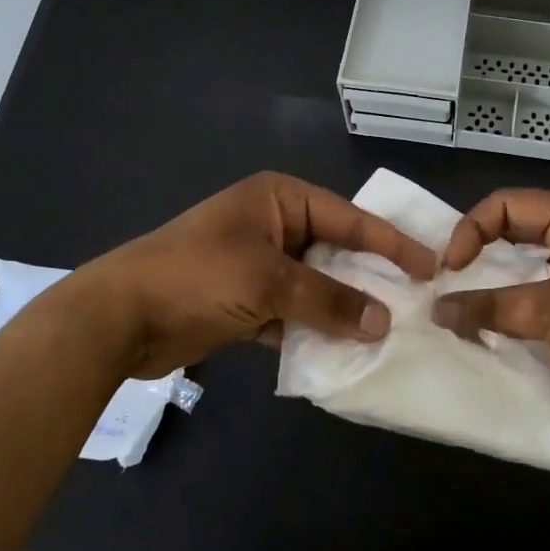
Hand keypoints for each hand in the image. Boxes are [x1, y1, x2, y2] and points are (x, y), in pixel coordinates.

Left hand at [84, 172, 436, 376]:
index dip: (392, 244)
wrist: (118, 319)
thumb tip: (383, 322)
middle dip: (371, 279)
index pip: (351, 218)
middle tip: (417, 303)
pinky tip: (344, 351)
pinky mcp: (248, 300)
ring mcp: (260, 264)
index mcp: (280, 199)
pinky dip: (315, 329)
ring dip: (345, 309)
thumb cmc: (197, 278)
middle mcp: (274, 225)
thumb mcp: (269, 282)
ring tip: (389, 332)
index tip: (431, 267)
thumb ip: (330, 300)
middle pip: (337, 251)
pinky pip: (295, 312)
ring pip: (318, 285)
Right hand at [432, 189, 549, 447]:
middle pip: (515, 234)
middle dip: (480, 258)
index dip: (472, 230)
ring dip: (495, 290)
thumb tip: (437, 309)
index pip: (508, 205)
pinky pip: (540, 302)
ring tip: (461, 315)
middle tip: (446, 290)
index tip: (449, 271)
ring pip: (527, 270)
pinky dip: (515, 314)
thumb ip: (493, 307)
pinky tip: (494, 336)